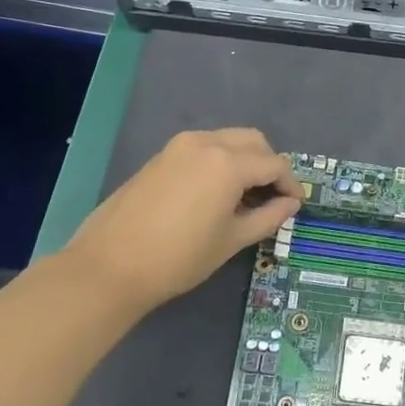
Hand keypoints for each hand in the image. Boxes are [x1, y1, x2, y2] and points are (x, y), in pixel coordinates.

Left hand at [63, 129, 301, 314]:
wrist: (109, 265)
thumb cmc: (179, 257)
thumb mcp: (232, 240)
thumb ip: (268, 217)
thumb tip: (290, 204)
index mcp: (229, 163)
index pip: (275, 164)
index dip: (291, 185)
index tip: (295, 206)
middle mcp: (207, 143)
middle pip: (253, 142)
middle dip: (269, 165)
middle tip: (272, 197)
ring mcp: (180, 146)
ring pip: (227, 140)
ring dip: (244, 160)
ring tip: (244, 196)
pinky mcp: (161, 156)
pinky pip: (204, 148)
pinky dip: (220, 161)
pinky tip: (215, 193)